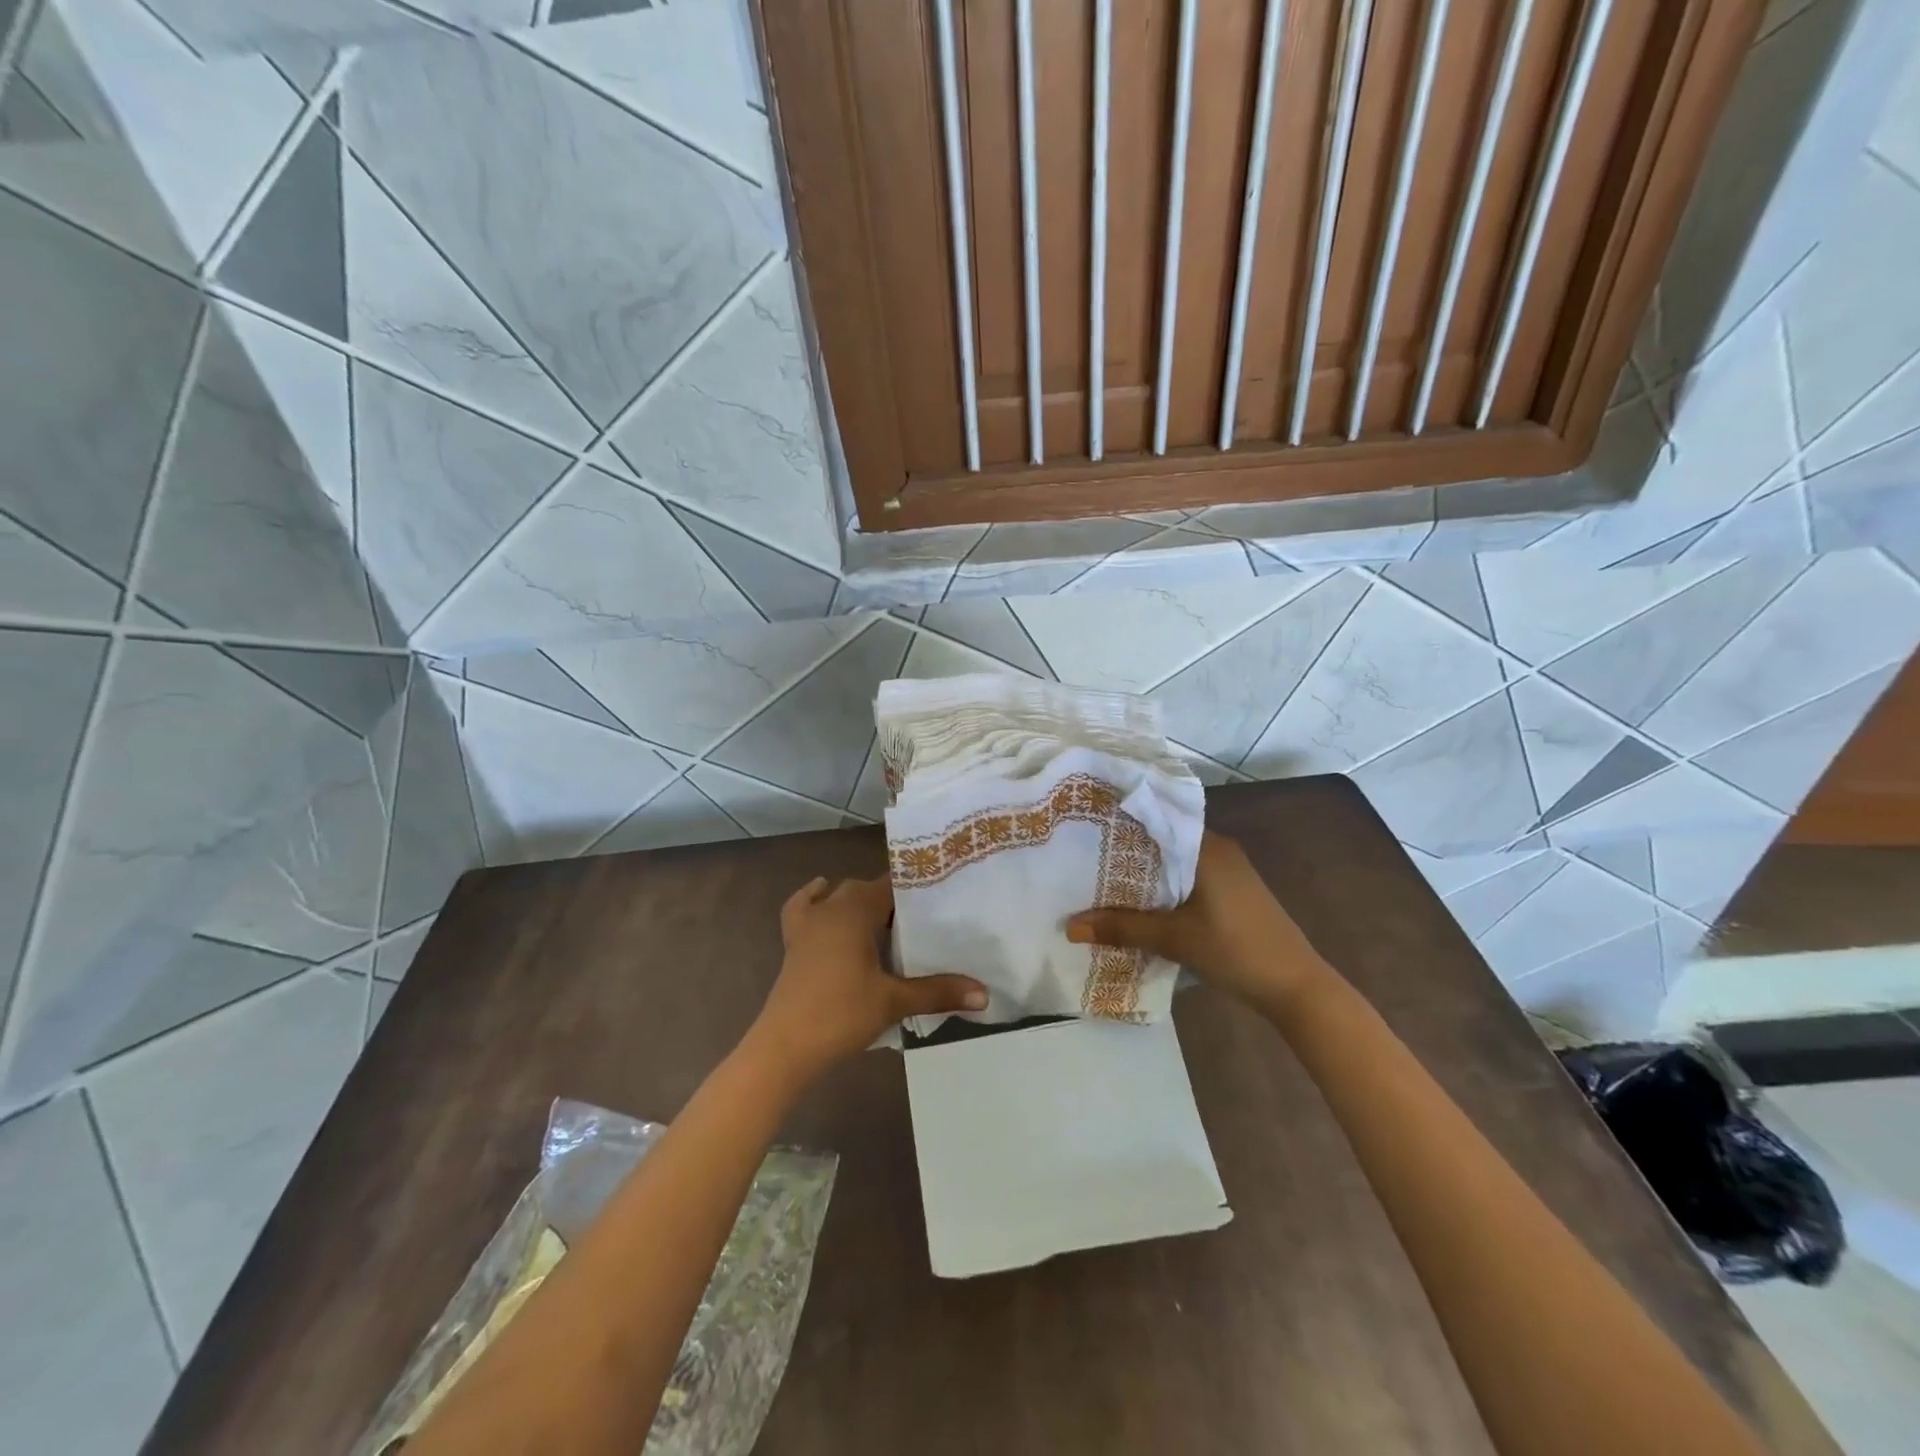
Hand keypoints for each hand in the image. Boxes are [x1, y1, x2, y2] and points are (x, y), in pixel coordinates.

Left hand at [747, 876, 986, 1081]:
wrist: (785, 1048)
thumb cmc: (841, 1015)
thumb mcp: (894, 1002)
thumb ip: (938, 992)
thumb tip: (985, 995)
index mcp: (854, 910)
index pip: (890, 884)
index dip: (914, 887)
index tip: (941, 895)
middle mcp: (830, 908)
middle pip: (865, 889)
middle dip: (891, 899)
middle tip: (923, 919)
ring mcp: (807, 925)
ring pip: (836, 897)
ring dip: (859, 903)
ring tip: (886, 922)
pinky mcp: (793, 945)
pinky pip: (803, 908)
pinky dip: (815, 901)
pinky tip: (825, 904)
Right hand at [1065, 830, 1327, 1009]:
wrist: (1296, 987)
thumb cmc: (1235, 949)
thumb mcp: (1174, 939)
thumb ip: (1122, 928)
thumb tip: (1070, 926)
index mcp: (1207, 847)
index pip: (1157, 819)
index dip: (1121, 823)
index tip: (1086, 826)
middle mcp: (1218, 849)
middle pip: (1163, 842)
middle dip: (1126, 852)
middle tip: (1083, 856)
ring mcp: (1228, 872)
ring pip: (1175, 863)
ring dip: (1145, 873)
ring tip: (1100, 879)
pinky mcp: (1232, 893)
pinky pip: (1188, 879)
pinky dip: (1163, 887)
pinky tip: (1138, 903)